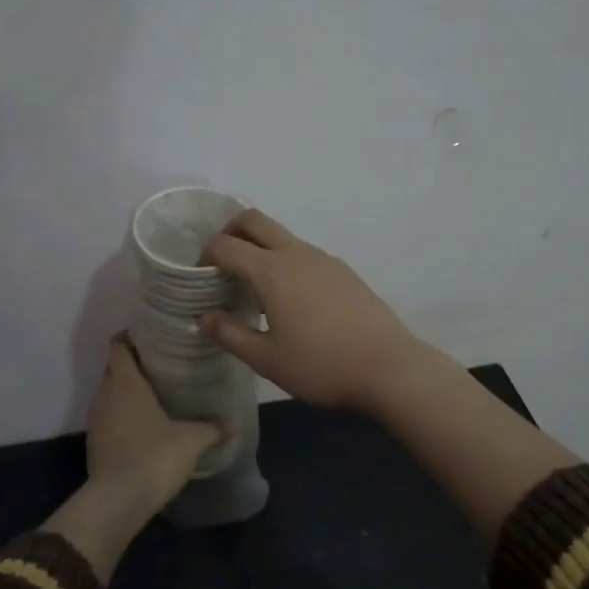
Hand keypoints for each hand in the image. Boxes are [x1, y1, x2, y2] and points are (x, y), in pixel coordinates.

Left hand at [86, 335, 225, 515]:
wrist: (117, 501)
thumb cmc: (154, 456)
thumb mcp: (191, 440)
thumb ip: (212, 428)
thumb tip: (232, 424)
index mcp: (125, 382)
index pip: (118, 345)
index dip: (131, 336)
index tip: (153, 336)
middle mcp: (105, 394)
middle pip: (114, 367)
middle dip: (134, 363)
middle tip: (163, 364)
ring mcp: (96, 419)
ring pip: (110, 392)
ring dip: (127, 390)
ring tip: (156, 393)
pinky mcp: (95, 442)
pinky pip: (109, 416)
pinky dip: (123, 414)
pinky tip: (145, 424)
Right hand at [200, 210, 429, 413]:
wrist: (388, 367)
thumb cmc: (320, 365)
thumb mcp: (266, 359)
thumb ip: (229, 334)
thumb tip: (202, 318)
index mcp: (272, 270)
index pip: (225, 245)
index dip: (205, 255)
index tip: (199, 277)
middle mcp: (296, 253)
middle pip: (254, 220)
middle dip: (230, 231)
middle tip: (220, 262)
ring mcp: (324, 259)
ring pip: (281, 236)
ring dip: (259, 247)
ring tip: (254, 287)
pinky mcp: (343, 270)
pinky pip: (304, 253)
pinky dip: (285, 261)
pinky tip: (291, 299)